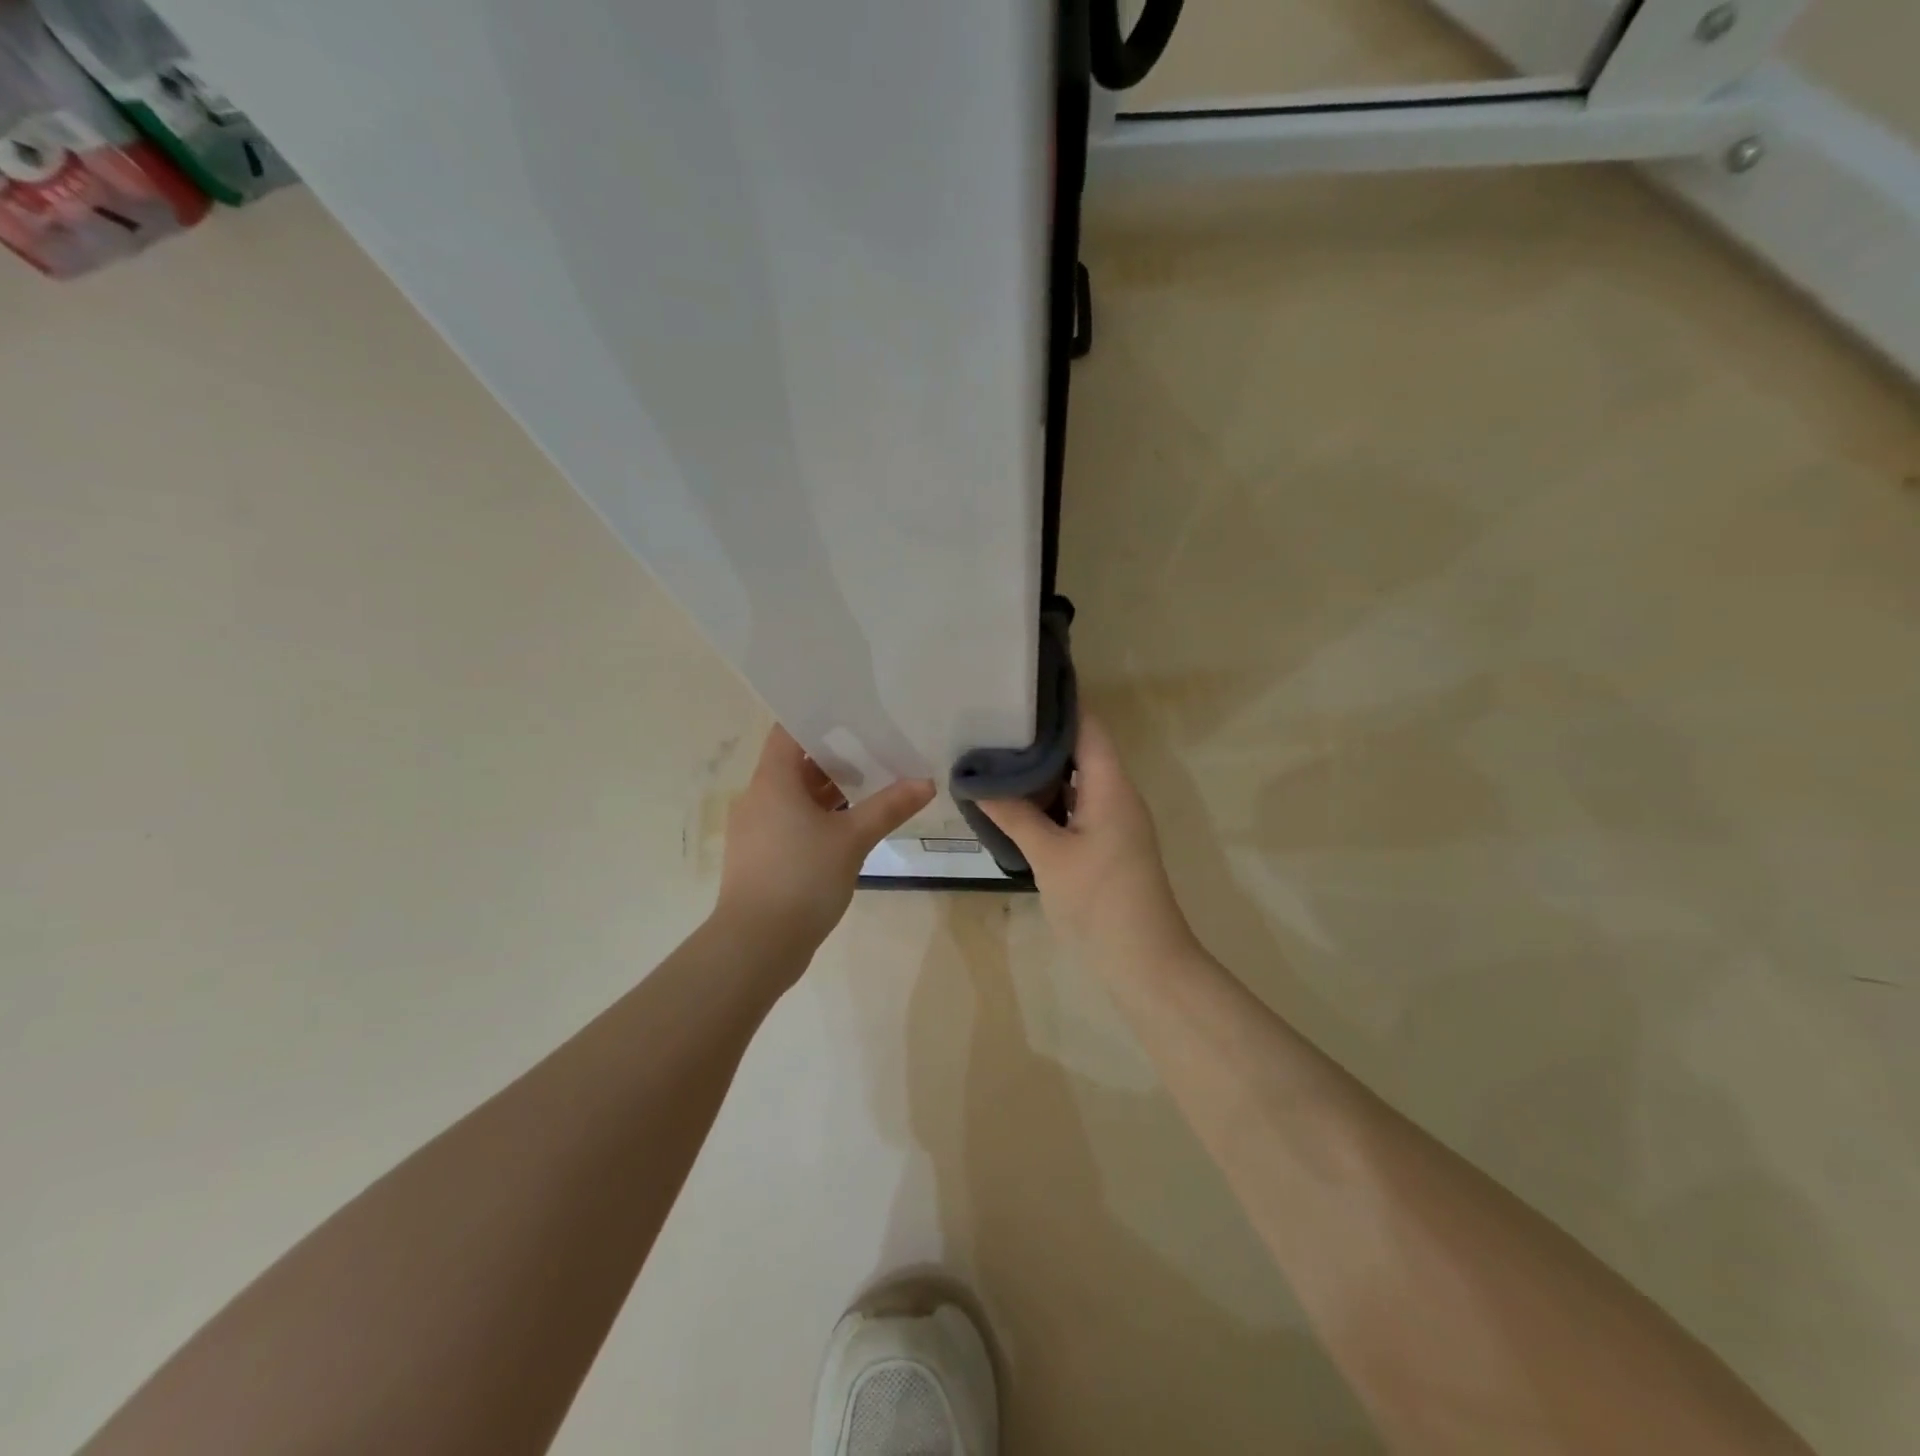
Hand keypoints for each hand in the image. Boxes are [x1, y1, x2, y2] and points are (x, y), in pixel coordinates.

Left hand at [714, 726, 934, 956]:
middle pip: (796, 763)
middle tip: (877, 746)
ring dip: (830, 790)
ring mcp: (758, 829)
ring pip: (796, 796)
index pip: (789, 731)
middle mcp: (759, 798)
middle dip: (836, 755)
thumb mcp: (852, 839)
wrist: (756, 945)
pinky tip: (852, 826)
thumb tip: (926, 783)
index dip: (820, 719)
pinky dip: (820, 817)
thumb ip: (889, 808)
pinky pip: (792, 822)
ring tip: (873, 783)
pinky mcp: (763, 856)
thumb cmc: (801, 878)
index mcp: (772, 781)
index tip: (855, 715)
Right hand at [980, 716, 1197, 973]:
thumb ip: (1014, 815)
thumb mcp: (1050, 855)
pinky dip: (1048, 797)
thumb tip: (975, 783)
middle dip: (1039, 735)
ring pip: (1076, 779)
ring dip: (1042, 768)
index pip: (1087, 726)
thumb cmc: (1100, 900)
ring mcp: (1112, 820)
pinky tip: (1014, 798)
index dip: (1057, 704)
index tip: (1018, 687)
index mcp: (1111, 786)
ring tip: (996, 751)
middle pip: (1080, 749)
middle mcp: (1116, 794)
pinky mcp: (1104, 843)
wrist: (1143, 960)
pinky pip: (1075, 805)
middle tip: (994, 720)